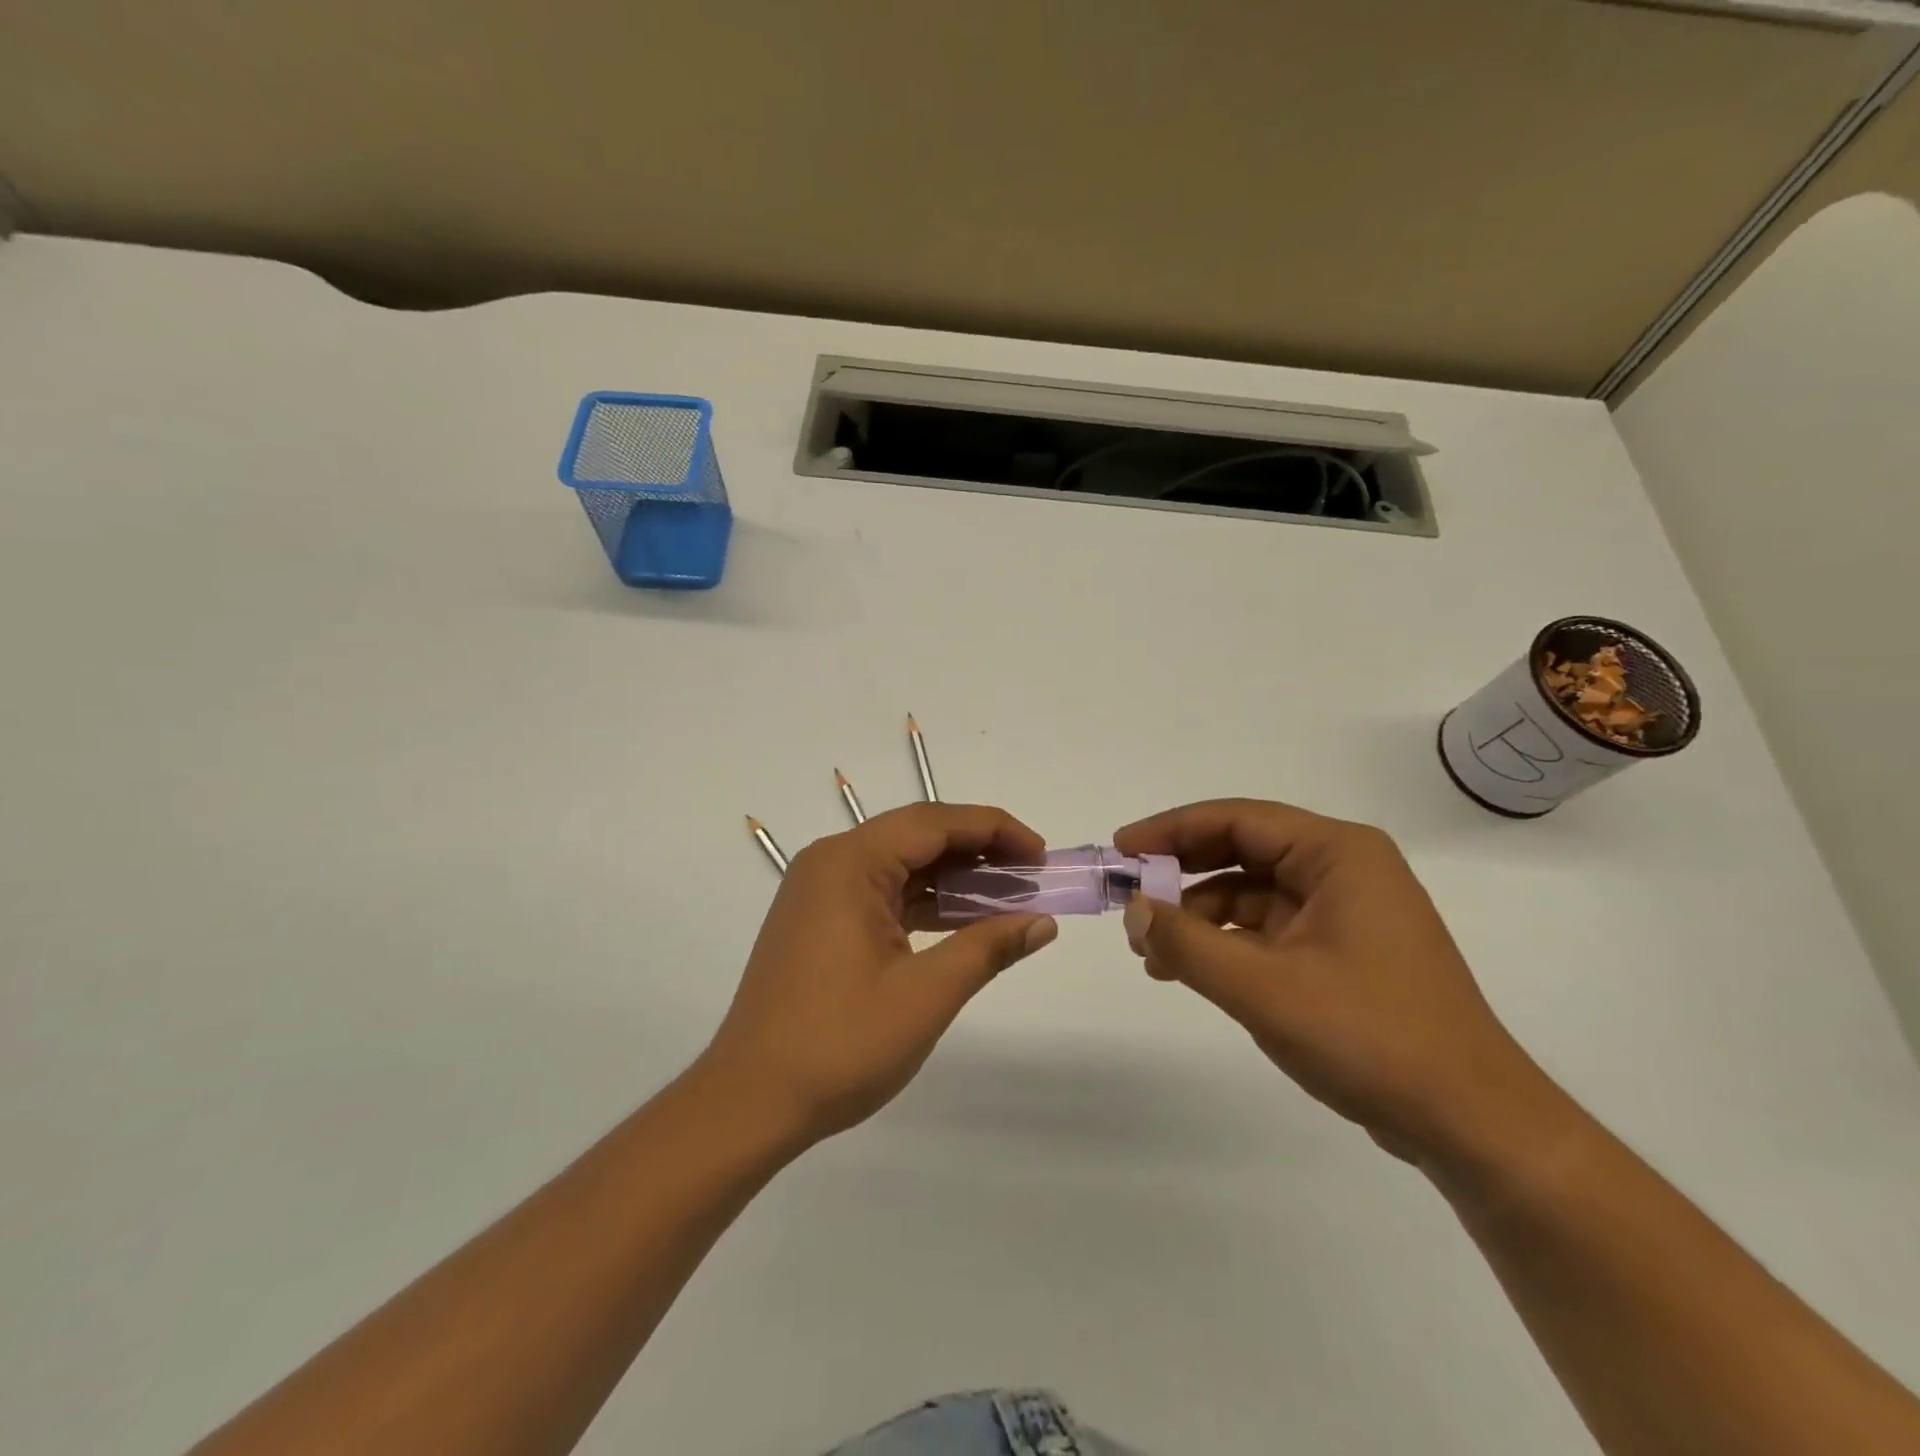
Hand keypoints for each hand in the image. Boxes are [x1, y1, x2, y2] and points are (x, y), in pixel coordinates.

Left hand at [698, 804, 1058, 1146]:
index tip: (1040, 853)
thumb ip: (987, 948)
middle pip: (917, 836)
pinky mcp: (819, 921)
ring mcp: (820, 892)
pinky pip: (882, 893)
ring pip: (900, 864)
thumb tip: (1043, 923)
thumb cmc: (840, 1044)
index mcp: (850, 863)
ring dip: (952, 877)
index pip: (935, 823)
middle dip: (977, 849)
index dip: (994, 830)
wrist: (751, 1102)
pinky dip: (924, 902)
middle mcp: (831, 863)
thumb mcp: (925, 995)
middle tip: (1030, 873)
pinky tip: (961, 921)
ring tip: (1006, 896)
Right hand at [1113, 799, 1553, 1165]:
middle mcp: (1344, 869)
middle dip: (1181, 873)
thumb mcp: (1263, 989)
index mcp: (1338, 853)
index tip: (1121, 850)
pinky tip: (1189, 970)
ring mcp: (1345, 911)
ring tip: (1151, 951)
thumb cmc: (1371, 1038)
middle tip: (1130, 897)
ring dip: (1198, 915)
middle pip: (1243, 850)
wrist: (1471, 1125)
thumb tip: (1133, 910)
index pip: (1237, 819)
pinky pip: (1268, 928)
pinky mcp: (1342, 950)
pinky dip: (1226, 942)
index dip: (1171, 830)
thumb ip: (1188, 944)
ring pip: (1251, 892)